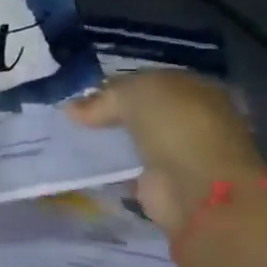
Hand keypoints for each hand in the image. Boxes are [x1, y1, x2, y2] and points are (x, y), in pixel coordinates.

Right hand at [65, 71, 266, 233]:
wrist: (194, 185)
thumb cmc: (174, 125)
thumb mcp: (133, 93)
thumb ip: (103, 98)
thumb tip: (71, 108)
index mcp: (194, 88)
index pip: (149, 81)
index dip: (117, 85)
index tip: (83, 93)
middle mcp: (191, 118)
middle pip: (142, 112)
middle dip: (111, 113)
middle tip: (72, 115)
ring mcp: (178, 152)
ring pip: (134, 139)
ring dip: (110, 140)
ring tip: (71, 136)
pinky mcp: (162, 183)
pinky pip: (129, 168)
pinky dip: (110, 167)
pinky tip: (84, 161)